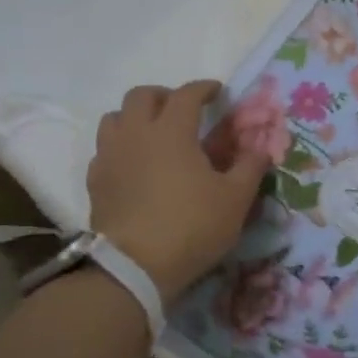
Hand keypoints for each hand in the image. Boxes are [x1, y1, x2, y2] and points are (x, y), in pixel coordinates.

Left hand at [87, 80, 269, 299]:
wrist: (134, 268)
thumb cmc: (192, 226)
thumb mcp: (236, 198)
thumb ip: (251, 166)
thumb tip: (262, 147)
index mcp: (172, 131)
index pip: (187, 94)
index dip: (204, 88)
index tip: (217, 92)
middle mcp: (136, 134)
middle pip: (142, 96)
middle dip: (165, 96)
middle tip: (183, 110)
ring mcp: (110, 156)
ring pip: (115, 118)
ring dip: (136, 117)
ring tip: (155, 134)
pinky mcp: (95, 181)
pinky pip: (104, 149)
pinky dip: (121, 147)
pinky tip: (135, 165)